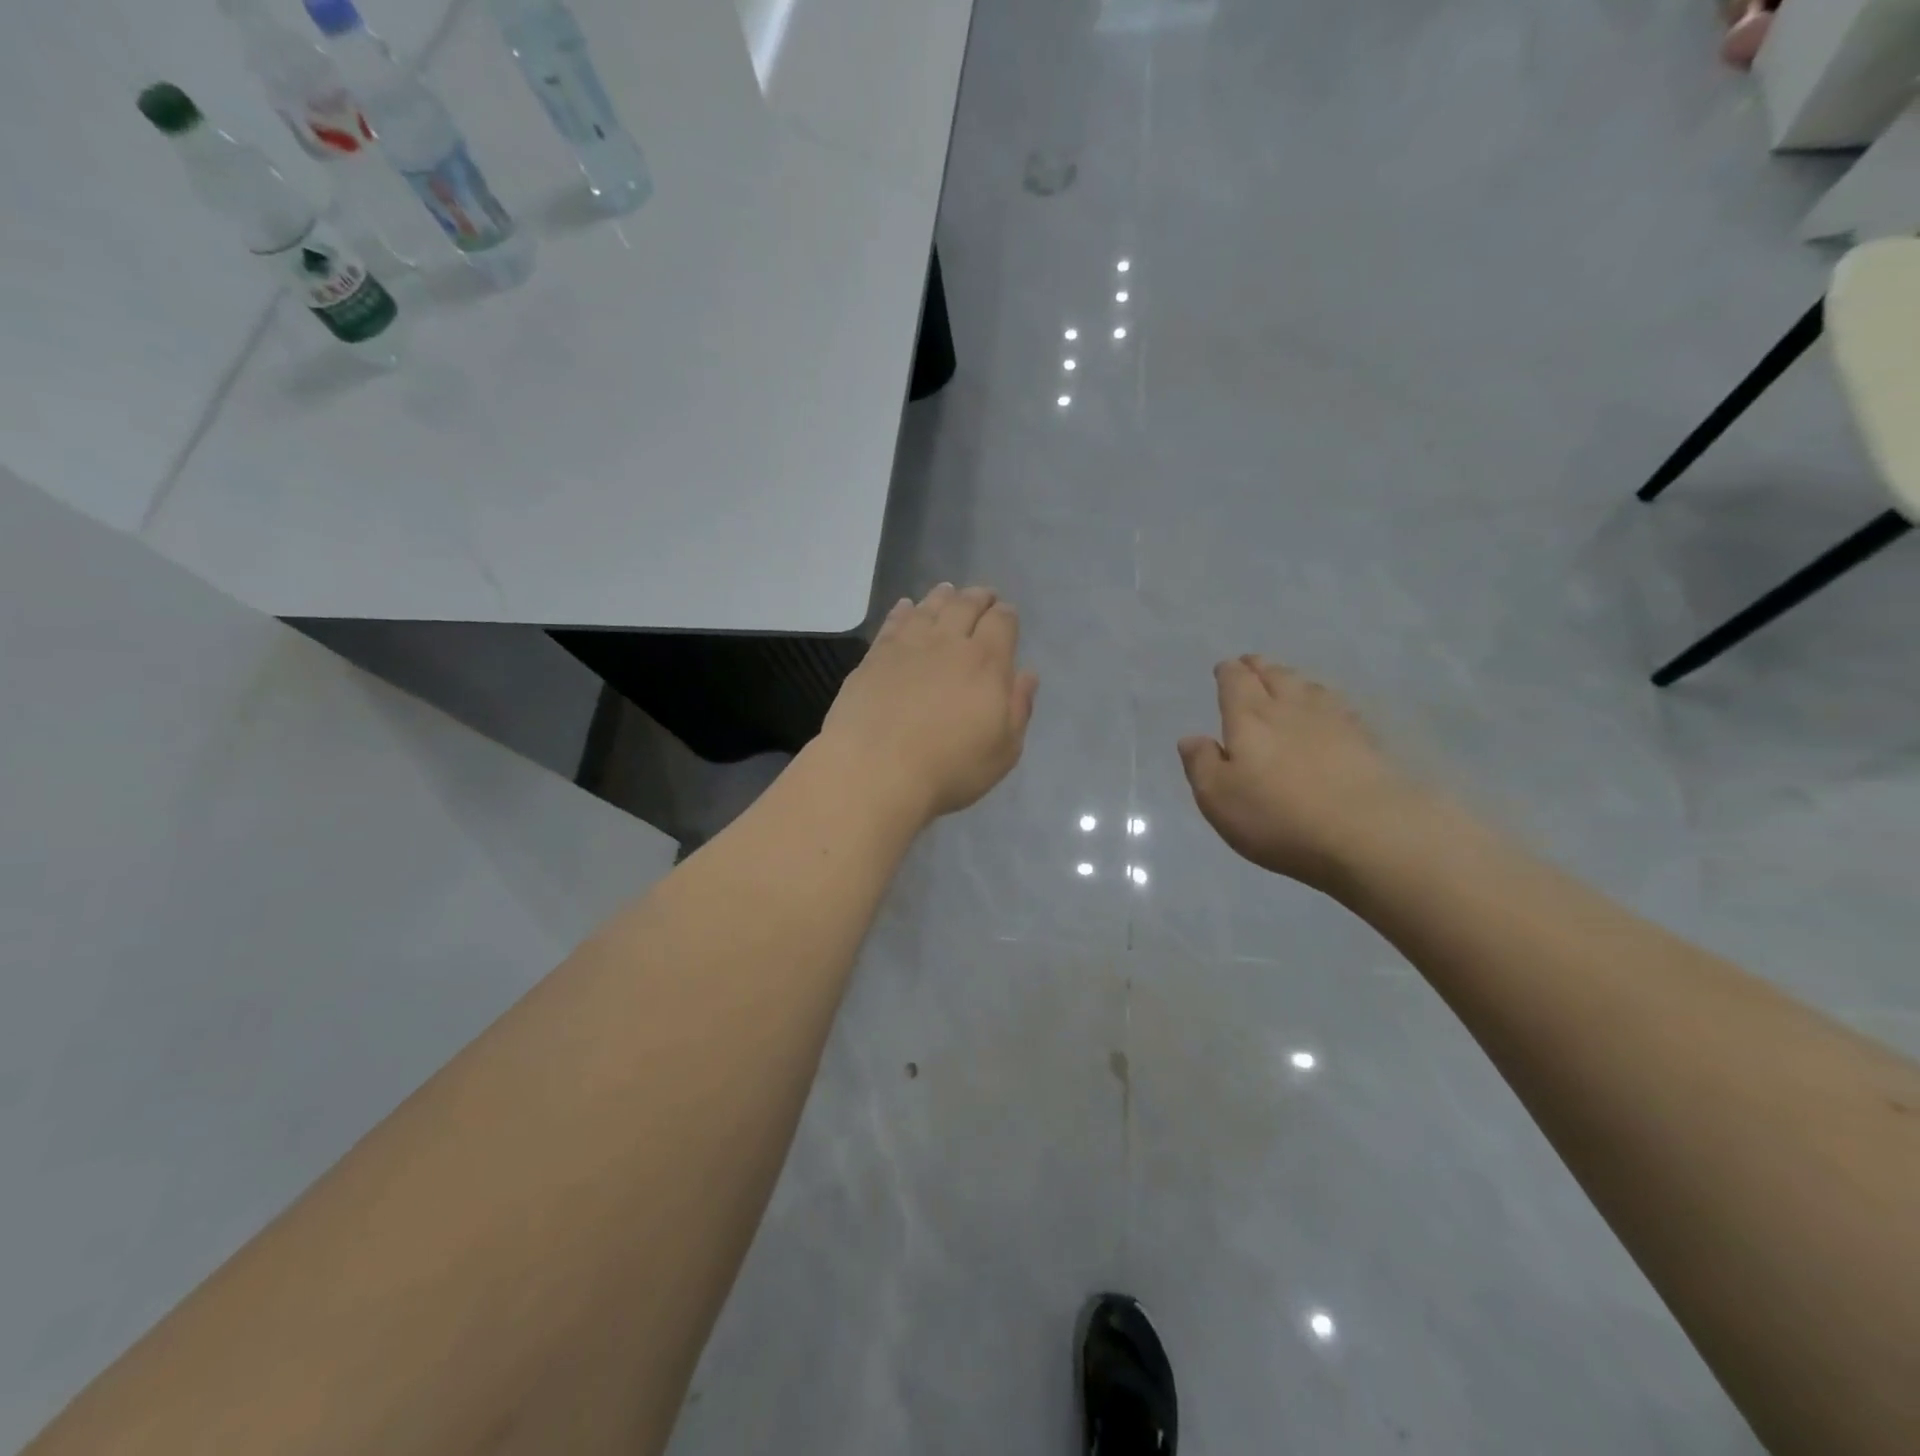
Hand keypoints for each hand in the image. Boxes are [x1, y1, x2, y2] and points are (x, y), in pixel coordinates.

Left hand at [819, 584, 1038, 824]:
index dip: (1006, 615)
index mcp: (987, 662)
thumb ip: (1018, 708)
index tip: (1007, 615)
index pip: (1002, 622)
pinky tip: (906, 607)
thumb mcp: (1003, 750)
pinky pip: (894, 622)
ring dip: (943, 597)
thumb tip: (1027, 675)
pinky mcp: (875, 656)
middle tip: (983, 595)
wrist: (876, 770)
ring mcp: (908, 646)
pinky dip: (904, 610)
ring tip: (948, 591)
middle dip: (978, 597)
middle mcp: (948, 643)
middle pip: (966, 606)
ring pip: (929, 608)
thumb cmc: (949, 767)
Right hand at [1178, 656, 1428, 892]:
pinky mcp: (1366, 741)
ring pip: (1308, 687)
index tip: (1225, 668)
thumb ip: (1201, 764)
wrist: (1369, 833)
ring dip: (1293, 680)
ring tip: (1287, 680)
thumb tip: (1191, 738)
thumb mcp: (1219, 798)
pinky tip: (1329, 710)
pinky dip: (1326, 701)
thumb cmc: (1279, 817)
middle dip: (1260, 668)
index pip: (1236, 682)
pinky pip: (1339, 707)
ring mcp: (1334, 721)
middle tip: (1252, 663)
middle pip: (1274, 676)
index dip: (1229, 672)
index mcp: (1249, 718)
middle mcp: (1290, 709)